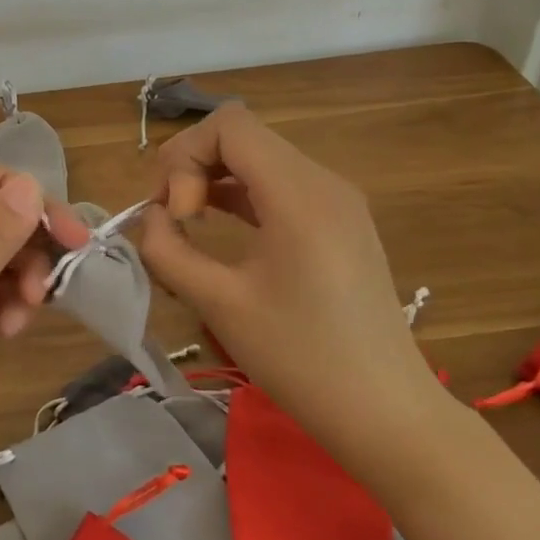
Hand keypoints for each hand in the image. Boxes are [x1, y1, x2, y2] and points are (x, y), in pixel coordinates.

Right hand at [137, 105, 448, 483]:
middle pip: (241, 135)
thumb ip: (168, 251)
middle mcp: (323, 182)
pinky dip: (240, 194)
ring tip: (189, 225)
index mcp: (299, 193)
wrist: (388, 415)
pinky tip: (220, 229)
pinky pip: (278, 184)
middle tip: (174, 221)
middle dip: (193, 166)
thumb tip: (151, 219)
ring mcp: (337, 201)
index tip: (178, 215)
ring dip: (214, 179)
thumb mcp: (220, 304)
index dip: (185, 156)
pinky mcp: (339, 222)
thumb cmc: (302, 360)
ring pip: (257, 157)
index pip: (229, 125)